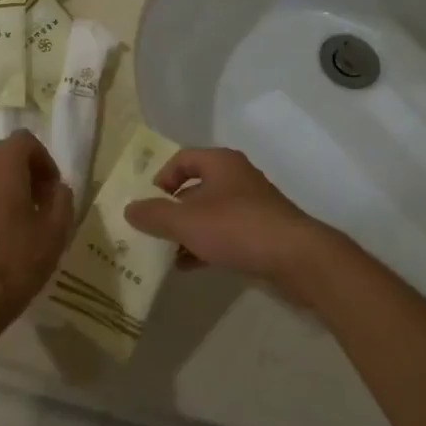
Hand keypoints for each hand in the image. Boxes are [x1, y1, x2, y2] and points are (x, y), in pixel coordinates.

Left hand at [0, 132, 75, 350]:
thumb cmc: (14, 264)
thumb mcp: (55, 234)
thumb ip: (62, 201)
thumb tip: (58, 189)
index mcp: (2, 167)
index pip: (24, 140)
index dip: (43, 159)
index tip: (52, 189)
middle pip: (1, 153)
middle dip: (23, 170)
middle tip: (38, 202)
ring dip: (3, 187)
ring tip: (18, 221)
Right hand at [123, 148, 333, 304]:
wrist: (296, 257)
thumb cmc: (237, 228)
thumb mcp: (187, 221)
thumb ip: (154, 214)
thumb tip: (129, 208)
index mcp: (220, 163)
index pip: (182, 159)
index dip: (161, 177)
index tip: (148, 203)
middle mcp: (236, 178)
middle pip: (195, 187)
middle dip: (171, 209)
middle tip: (151, 230)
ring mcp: (251, 206)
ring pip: (209, 213)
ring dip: (187, 231)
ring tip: (166, 253)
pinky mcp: (260, 232)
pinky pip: (224, 234)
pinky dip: (204, 246)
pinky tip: (189, 266)